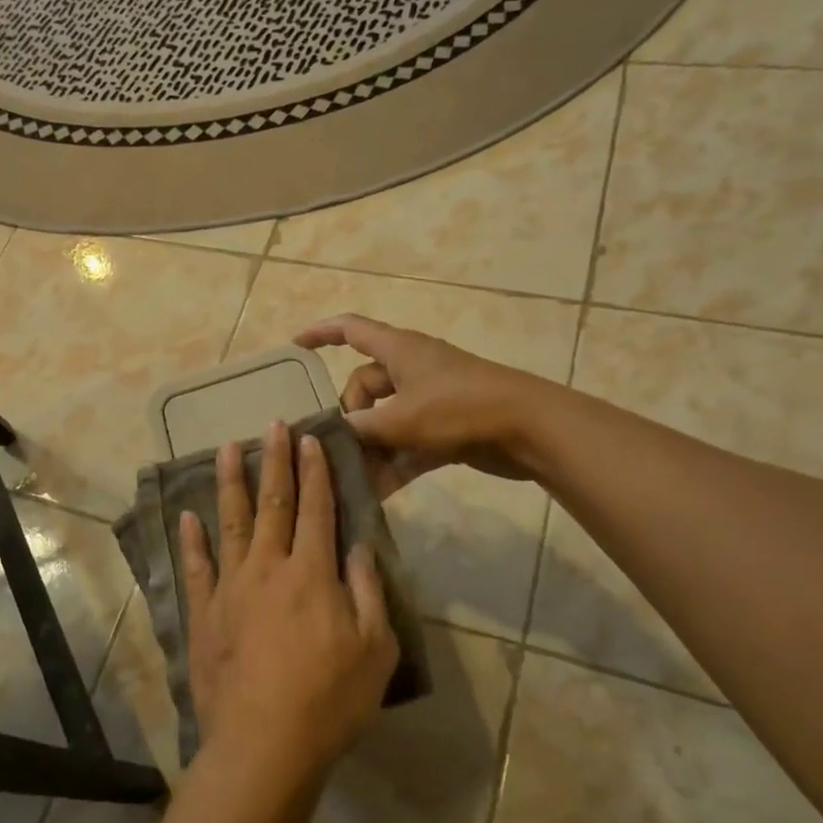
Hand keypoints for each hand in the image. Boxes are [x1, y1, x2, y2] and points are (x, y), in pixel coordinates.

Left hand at [178, 422, 398, 784]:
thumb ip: (369, 591)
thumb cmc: (330, 700)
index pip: (317, 508)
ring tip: (227, 448)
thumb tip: (359, 547)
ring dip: (230, 483)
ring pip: (230, 523)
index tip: (310, 438)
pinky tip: (187, 516)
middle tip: (273, 424)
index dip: (315, 471)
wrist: (264, 744)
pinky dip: (191, 539)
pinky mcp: (205, 613)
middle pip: (273, 503)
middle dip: (275, 461)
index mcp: (312, 573)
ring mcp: (231, 588)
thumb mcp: (376, 649)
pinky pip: (196, 567)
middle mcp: (269, 567)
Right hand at [296, 313, 547, 496]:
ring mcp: (429, 399)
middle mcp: (411, 369)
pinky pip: (407, 443)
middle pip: (364, 386)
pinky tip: (379, 493)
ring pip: (385, 420)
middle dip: (349, 417)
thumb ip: (361, 427)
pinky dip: (394, 463)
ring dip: (370, 447)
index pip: (350, 329)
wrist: (528, 429)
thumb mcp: (401, 418)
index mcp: (398, 350)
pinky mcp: (445, 427)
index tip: (294, 346)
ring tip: (353, 478)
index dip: (320, 333)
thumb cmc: (459, 408)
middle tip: (341, 446)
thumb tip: (333, 433)